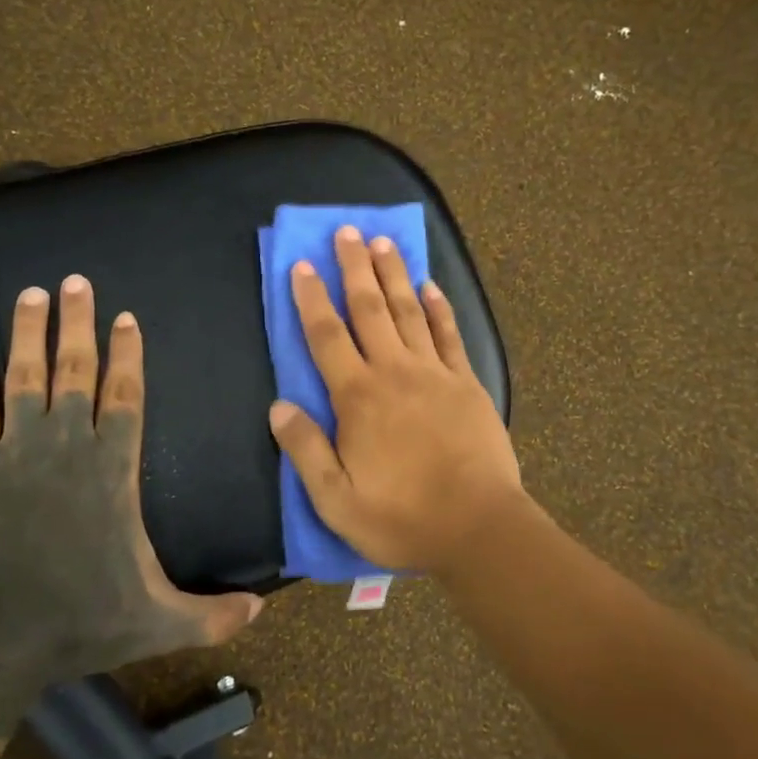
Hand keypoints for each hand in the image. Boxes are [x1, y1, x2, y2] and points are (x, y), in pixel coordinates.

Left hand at [0, 275, 262, 678]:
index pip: (125, 395)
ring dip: (30, 333)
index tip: (125, 317)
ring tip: (33, 294)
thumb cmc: (80, 620)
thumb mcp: (159, 622)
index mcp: (113, 468)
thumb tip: (263, 612)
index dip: (127, 354)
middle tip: (75, 283)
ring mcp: (16, 451)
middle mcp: (68, 446)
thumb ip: (213, 615)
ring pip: (24, 377)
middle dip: (77, 324)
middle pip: (75, 371)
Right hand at [268, 227, 523, 575]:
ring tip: (383, 243)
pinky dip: (439, 308)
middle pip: (369, 309)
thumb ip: (305, 450)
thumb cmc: (402, 517)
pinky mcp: (467, 383)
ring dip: (394, 275)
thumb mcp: (336, 499)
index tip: (303, 265)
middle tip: (346, 231)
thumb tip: (278, 406)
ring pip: (408, 312)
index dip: (312, 299)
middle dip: (355, 268)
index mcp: (358, 398)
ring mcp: (435, 373)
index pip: (327, 337)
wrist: (479, 527)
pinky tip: (430, 286)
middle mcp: (394, 372)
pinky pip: (449, 335)